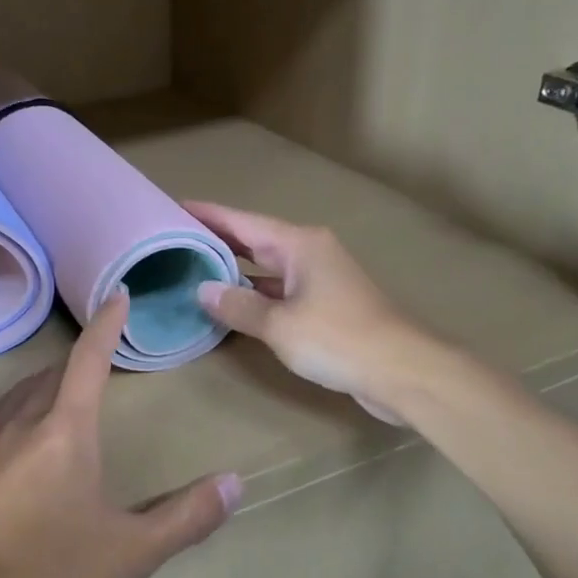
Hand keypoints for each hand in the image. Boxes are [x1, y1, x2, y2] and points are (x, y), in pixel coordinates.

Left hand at [0, 295, 242, 577]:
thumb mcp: (131, 554)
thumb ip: (186, 517)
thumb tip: (235, 482)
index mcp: (65, 433)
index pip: (89, 362)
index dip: (106, 327)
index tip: (115, 296)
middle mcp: (17, 429)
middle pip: (47, 382)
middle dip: (71, 368)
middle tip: (90, 365)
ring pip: (6, 405)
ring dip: (28, 392)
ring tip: (42, 390)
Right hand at [187, 202, 428, 423]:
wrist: (403, 371)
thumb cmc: (338, 339)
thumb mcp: (279, 324)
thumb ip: (238, 305)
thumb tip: (203, 290)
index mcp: (298, 245)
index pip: (242, 222)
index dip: (208, 214)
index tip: (174, 206)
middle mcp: (309, 252)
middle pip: (253, 239)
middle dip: (216, 238)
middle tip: (174, 238)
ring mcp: (319, 277)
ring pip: (266, 265)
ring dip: (234, 267)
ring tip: (193, 267)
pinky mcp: (325, 303)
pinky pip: (278, 288)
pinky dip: (254, 292)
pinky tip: (231, 302)